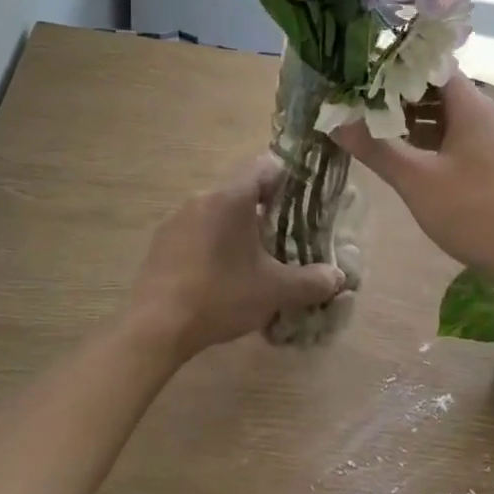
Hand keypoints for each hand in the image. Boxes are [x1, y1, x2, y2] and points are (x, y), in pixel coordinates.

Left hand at [130, 157, 346, 360]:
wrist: (155, 326)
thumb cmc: (220, 296)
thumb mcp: (274, 291)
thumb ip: (310, 282)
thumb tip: (338, 278)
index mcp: (231, 198)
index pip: (265, 167)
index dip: (288, 178)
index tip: (303, 201)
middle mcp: (202, 198)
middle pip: (241, 191)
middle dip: (265, 210)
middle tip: (285, 237)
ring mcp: (177, 219)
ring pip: (218, 212)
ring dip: (237, 228)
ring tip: (253, 260)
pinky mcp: (161, 242)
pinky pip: (196, 231)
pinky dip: (213, 243)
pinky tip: (220, 275)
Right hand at [331, 72, 493, 279]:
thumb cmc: (474, 210)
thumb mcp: (416, 180)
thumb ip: (376, 149)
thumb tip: (337, 123)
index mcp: (472, 106)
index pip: (434, 67)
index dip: (399, 69)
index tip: (366, 78)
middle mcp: (490, 115)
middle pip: (443, 93)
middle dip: (403, 99)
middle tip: (365, 109)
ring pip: (454, 120)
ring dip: (420, 124)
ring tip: (383, 136)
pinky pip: (465, 142)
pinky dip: (438, 145)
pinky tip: (418, 164)